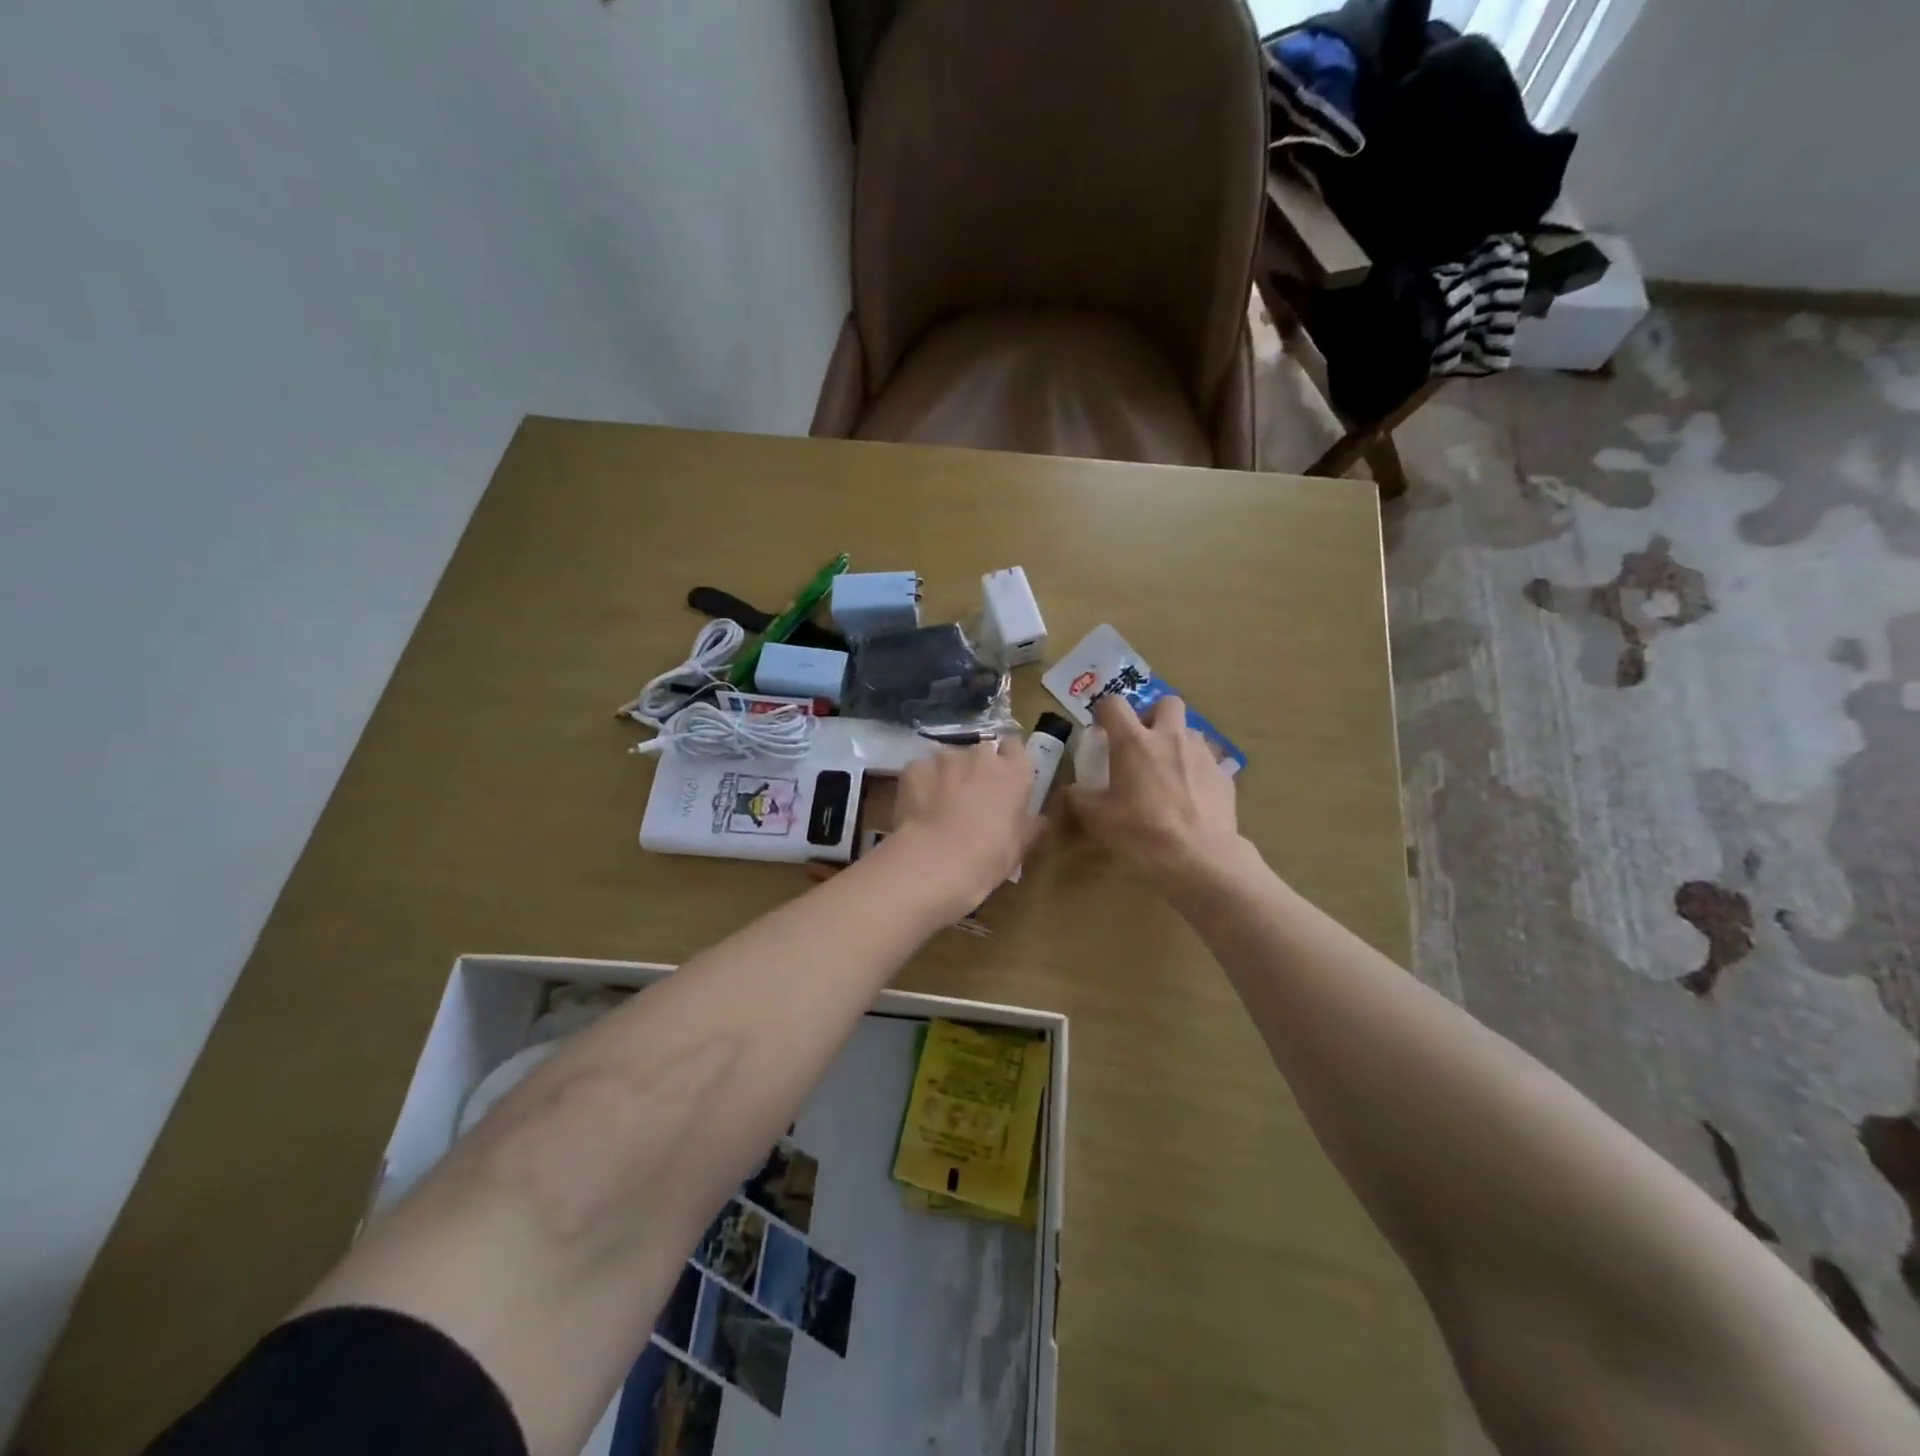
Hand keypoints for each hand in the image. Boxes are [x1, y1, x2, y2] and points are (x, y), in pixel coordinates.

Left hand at [887, 738, 1044, 911]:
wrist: (936, 860)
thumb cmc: (988, 856)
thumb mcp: (1019, 847)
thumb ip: (1029, 826)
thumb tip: (1039, 820)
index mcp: (1014, 772)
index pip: (1015, 747)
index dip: (1008, 760)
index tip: (1003, 778)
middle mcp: (981, 756)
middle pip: (982, 752)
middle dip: (977, 769)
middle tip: (971, 796)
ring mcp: (945, 758)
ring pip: (949, 760)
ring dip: (948, 776)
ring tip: (939, 805)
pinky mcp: (915, 767)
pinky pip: (922, 770)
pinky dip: (922, 784)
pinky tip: (918, 808)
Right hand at [1066, 694, 1240, 883]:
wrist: (1199, 855)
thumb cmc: (1141, 830)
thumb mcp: (1097, 818)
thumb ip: (1078, 798)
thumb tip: (1069, 790)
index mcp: (1134, 741)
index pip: (1114, 704)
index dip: (1104, 711)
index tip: (1101, 728)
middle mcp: (1170, 737)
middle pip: (1166, 702)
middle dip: (1154, 715)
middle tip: (1144, 741)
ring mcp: (1202, 753)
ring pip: (1190, 731)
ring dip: (1177, 742)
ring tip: (1169, 771)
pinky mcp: (1224, 774)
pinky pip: (1209, 762)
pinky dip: (1198, 771)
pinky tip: (1192, 796)